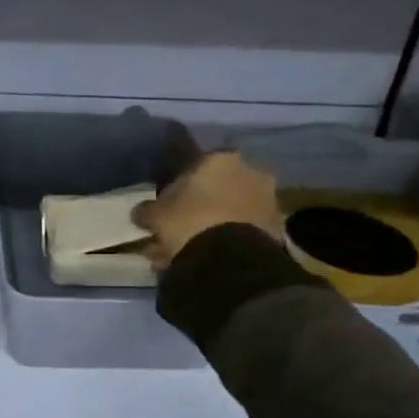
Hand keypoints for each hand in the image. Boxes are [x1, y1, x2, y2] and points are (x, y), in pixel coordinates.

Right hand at [131, 151, 283, 267]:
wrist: (231, 258)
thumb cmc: (189, 222)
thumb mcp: (156, 215)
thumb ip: (147, 210)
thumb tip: (141, 213)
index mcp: (220, 158)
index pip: (196, 165)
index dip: (180, 187)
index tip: (169, 205)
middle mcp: (250, 171)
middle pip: (219, 188)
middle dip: (200, 208)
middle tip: (180, 231)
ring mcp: (268, 199)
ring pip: (233, 211)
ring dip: (214, 226)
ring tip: (192, 251)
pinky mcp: (278, 228)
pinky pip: (246, 231)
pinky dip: (230, 241)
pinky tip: (211, 259)